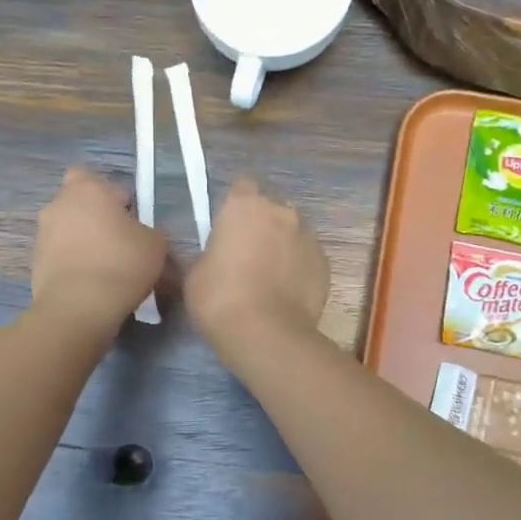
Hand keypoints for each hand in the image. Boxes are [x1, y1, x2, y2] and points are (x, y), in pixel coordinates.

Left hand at [32, 167, 167, 336]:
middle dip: (94, 216)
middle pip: (78, 202)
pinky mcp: (34, 261)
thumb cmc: (122, 264)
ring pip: (67, 228)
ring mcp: (42, 233)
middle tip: (117, 240)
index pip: (100, 180)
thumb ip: (147, 230)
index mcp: (88, 189)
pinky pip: (59, 253)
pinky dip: (72, 262)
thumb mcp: (155, 244)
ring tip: (104, 266)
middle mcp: (59, 203)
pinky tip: (91, 282)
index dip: (116, 198)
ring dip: (82, 240)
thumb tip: (138, 234)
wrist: (78, 307)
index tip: (130, 220)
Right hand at [186, 177, 329, 349]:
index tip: (229, 226)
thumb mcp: (195, 273)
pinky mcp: (325, 264)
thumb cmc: (219, 297)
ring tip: (270, 278)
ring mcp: (308, 237)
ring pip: (293, 233)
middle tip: (248, 254)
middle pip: (272, 208)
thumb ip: (210, 253)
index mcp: (245, 206)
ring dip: (283, 246)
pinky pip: (308, 258)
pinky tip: (287, 293)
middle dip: (262, 224)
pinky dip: (299, 268)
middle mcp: (282, 212)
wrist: (266, 333)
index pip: (243, 186)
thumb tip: (218, 256)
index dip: (236, 204)